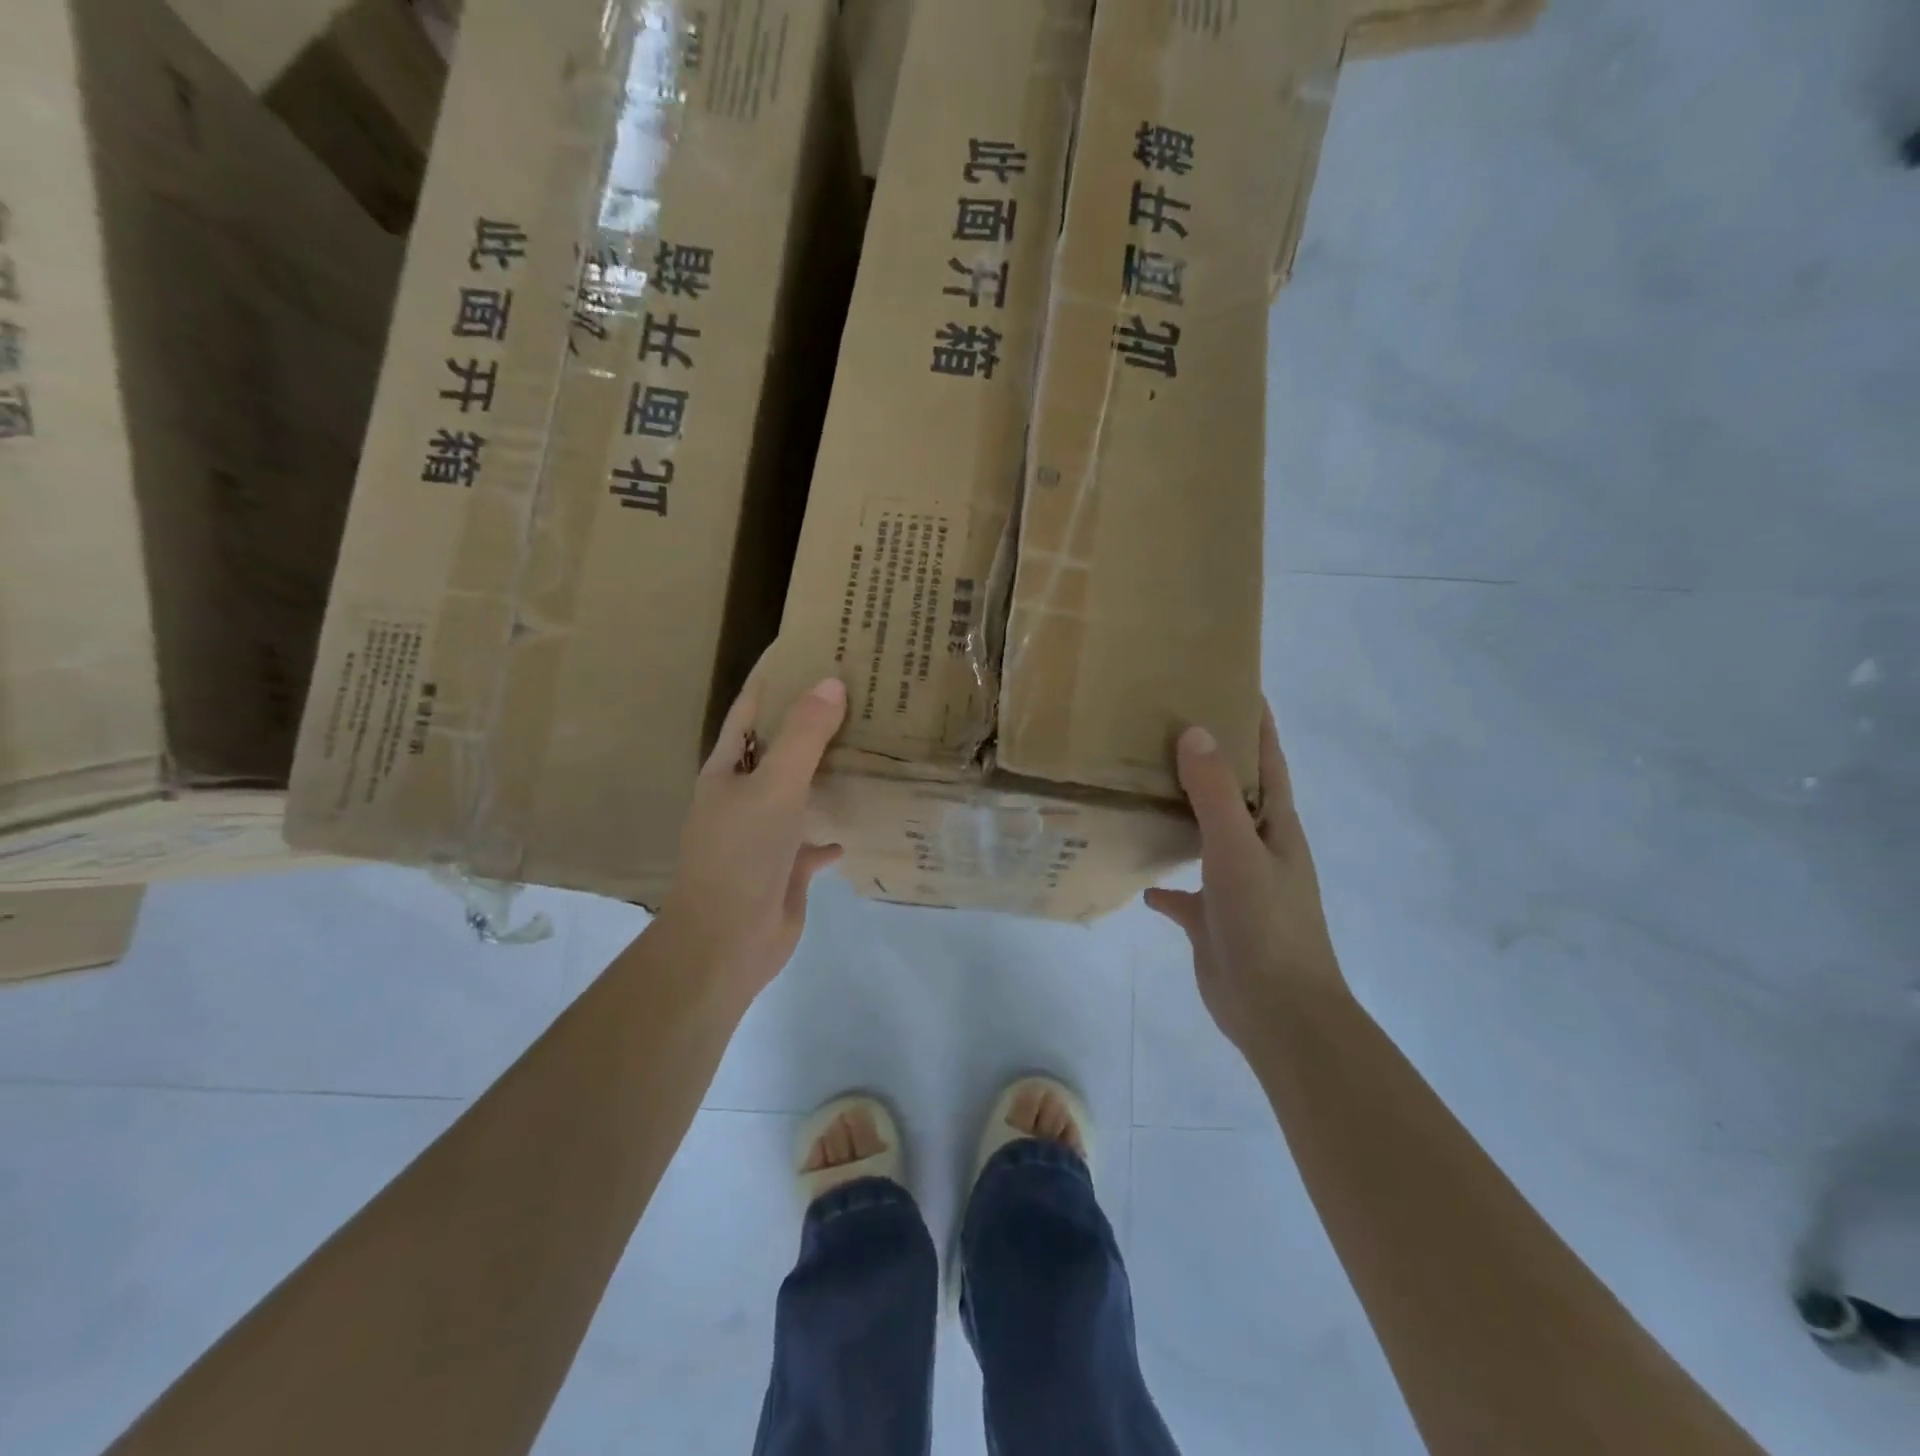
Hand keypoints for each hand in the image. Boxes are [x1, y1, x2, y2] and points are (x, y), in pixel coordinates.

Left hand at [653, 672, 846, 1005]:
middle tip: (863, 692)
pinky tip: (867, 814)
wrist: (726, 942)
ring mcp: (766, 831)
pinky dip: (838, 826)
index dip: (777, 677)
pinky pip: (818, 836)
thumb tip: (832, 682)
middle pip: (782, 746)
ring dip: (830, 771)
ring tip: (875, 743)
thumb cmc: (740, 855)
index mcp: (729, 768)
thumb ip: (803, 736)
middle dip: (815, 721)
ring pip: (803, 790)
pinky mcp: (788, 865)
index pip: (752, 707)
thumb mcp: (773, 787)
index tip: (815, 648)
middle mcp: (745, 794)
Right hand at [1145, 703, 1344, 1051]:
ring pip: (1206, 838)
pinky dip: (1166, 883)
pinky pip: (1185, 894)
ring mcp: (1236, 886)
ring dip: (1184, 815)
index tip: (1233, 684)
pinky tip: (1141, 876)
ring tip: (1144, 787)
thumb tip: (1195, 731)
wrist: (1278, 1011)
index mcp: (1275, 827)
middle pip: (1233, 795)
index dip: (1256, 724)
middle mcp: (1258, 850)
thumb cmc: (1266, 922)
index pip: (1267, 762)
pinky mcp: (1213, 921)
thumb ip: (1213, 794)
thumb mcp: (1238, 850)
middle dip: (1210, 761)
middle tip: (1168, 727)